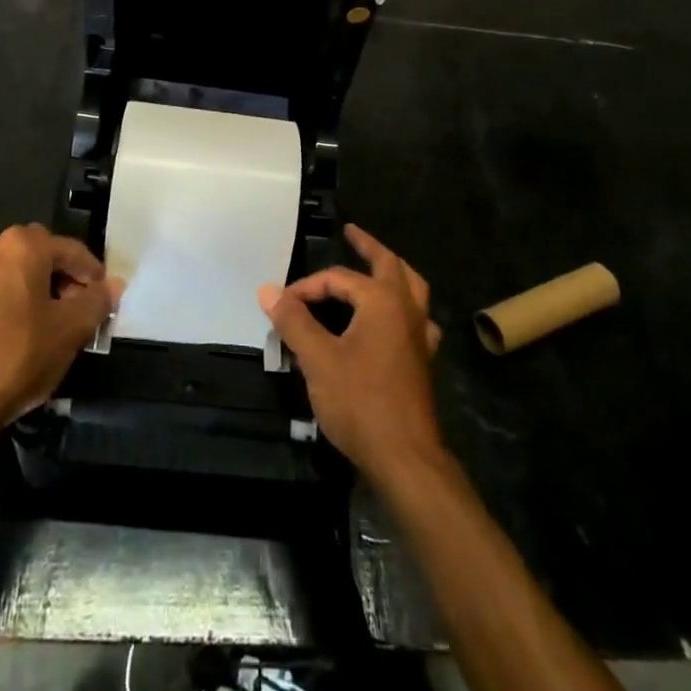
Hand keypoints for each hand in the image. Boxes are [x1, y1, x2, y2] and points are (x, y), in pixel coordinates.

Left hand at [0, 225, 120, 437]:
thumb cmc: (19, 356)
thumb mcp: (71, 330)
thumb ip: (97, 301)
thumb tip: (114, 284)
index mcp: (23, 246)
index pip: (71, 250)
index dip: (92, 275)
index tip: (102, 301)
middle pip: (40, 255)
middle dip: (62, 278)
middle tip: (76, 310)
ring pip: (14, 271)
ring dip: (35, 288)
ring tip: (48, 323)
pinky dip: (10, 301)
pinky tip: (17, 332)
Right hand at [258, 224, 445, 485]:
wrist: (405, 458)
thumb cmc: (360, 401)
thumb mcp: (317, 359)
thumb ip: (293, 321)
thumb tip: (268, 290)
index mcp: (382, 301)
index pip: (337, 279)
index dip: (306, 288)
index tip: (281, 306)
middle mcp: (406, 309)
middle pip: (390, 265)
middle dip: (369, 246)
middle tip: (352, 233)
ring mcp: (420, 335)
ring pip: (412, 289)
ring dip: (393, 272)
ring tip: (377, 265)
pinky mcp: (422, 360)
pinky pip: (417, 319)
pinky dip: (405, 308)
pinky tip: (395, 319)